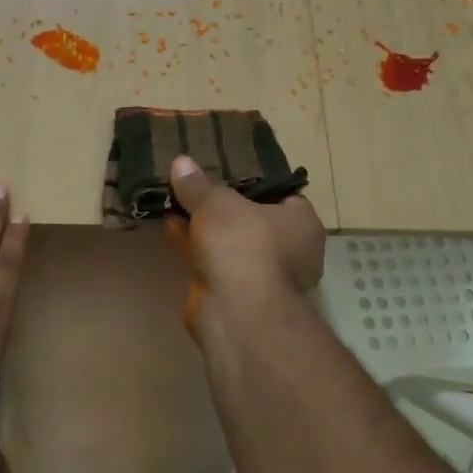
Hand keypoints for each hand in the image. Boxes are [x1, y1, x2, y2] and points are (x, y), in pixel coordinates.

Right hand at [168, 156, 324, 331]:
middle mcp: (290, 251)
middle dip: (224, 207)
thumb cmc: (242, 243)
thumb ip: (199, 184)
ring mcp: (263, 275)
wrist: (235, 310)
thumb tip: (181, 161)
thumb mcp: (217, 202)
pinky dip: (196, 247)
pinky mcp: (237, 294)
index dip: (255, 182)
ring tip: (176, 202)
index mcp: (302, 224)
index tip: (228, 171)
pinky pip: (215, 261)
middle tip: (197, 186)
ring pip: (231, 242)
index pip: (283, 195)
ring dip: (206, 228)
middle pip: (253, 219)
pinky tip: (170, 228)